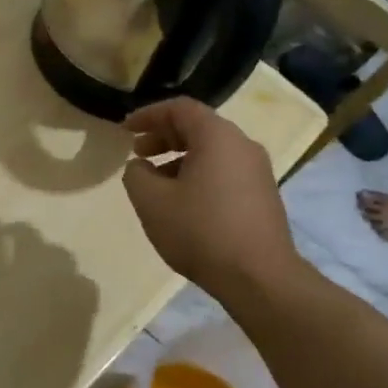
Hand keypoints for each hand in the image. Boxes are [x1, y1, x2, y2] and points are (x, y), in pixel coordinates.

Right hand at [121, 97, 300, 294]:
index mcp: (217, 137)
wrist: (259, 278)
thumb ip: (136, 174)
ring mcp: (258, 171)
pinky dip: (198, 174)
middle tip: (137, 152)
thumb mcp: (151, 201)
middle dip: (163, 136)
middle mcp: (242, 145)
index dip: (148, 115)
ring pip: (212, 151)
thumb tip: (140, 166)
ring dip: (179, 158)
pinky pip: (224, 171)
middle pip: (198, 127)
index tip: (125, 129)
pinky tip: (182, 202)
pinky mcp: (263, 195)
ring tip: (154, 181)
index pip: (179, 108)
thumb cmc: (200, 231)